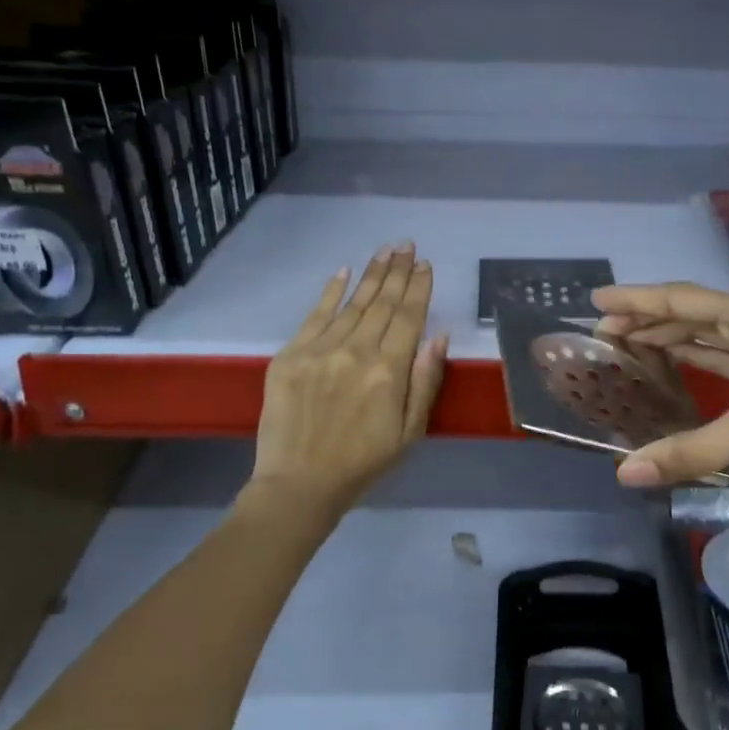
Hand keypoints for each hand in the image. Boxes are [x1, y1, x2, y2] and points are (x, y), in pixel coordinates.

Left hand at [251, 242, 447, 511]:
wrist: (299, 484)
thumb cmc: (363, 463)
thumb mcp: (410, 432)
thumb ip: (425, 381)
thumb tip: (439, 337)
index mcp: (389, 371)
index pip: (408, 317)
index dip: (418, 289)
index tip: (425, 264)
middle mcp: (355, 351)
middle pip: (382, 303)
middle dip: (397, 271)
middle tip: (406, 244)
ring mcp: (319, 350)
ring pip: (352, 303)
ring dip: (371, 274)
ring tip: (385, 251)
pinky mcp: (290, 356)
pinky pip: (314, 315)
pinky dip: (330, 291)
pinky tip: (343, 271)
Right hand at [592, 283, 728, 500]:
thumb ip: (690, 451)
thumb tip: (626, 474)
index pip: (679, 302)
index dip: (635, 300)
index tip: (596, 298)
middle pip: (689, 313)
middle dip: (646, 319)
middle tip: (602, 330)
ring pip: (706, 334)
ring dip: (668, 336)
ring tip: (627, 342)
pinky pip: (723, 354)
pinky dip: (694, 357)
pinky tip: (675, 362)